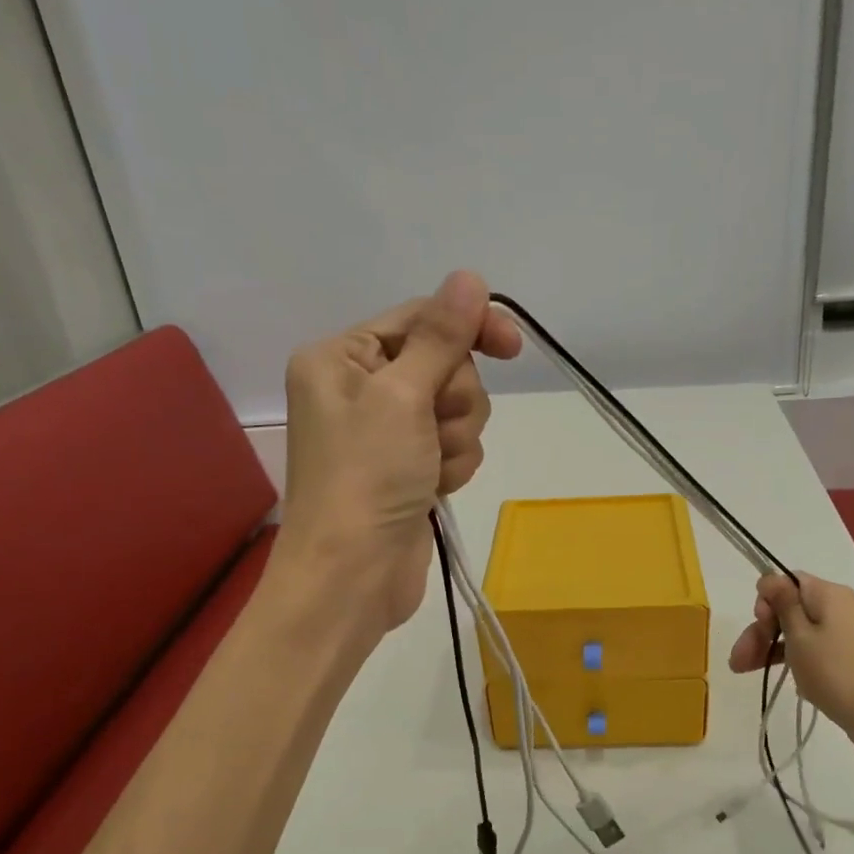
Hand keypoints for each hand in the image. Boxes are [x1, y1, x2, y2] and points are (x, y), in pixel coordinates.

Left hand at [277, 271, 520, 632]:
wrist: (353, 576)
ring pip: (457, 409)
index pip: (420, 319)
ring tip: (429, 469)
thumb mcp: (403, 396)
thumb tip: (468, 277)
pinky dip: (453, 465)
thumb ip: (442, 337)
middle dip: (453, 401)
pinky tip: (434, 489)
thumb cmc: (366, 478)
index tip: (512, 346)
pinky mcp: (409, 467)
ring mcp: (387, 431)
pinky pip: (454, 445)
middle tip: (432, 432)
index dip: (467, 327)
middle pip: (445, 365)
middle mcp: (360, 388)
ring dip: (455, 438)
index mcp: (341, 357)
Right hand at [728, 572, 853, 763]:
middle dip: (761, 631)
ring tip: (744, 672)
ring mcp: (844, 636)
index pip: (787, 582)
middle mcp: (838, 609)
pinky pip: (813, 652)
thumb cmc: (837, 672)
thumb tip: (770, 577)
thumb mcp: (800, 636)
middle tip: (738, 660)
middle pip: (789, 609)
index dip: (767, 600)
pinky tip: (785, 681)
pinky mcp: (847, 661)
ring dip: (770, 649)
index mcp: (828, 595)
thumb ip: (782, 604)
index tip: (759, 624)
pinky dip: (795, 662)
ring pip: (797, 633)